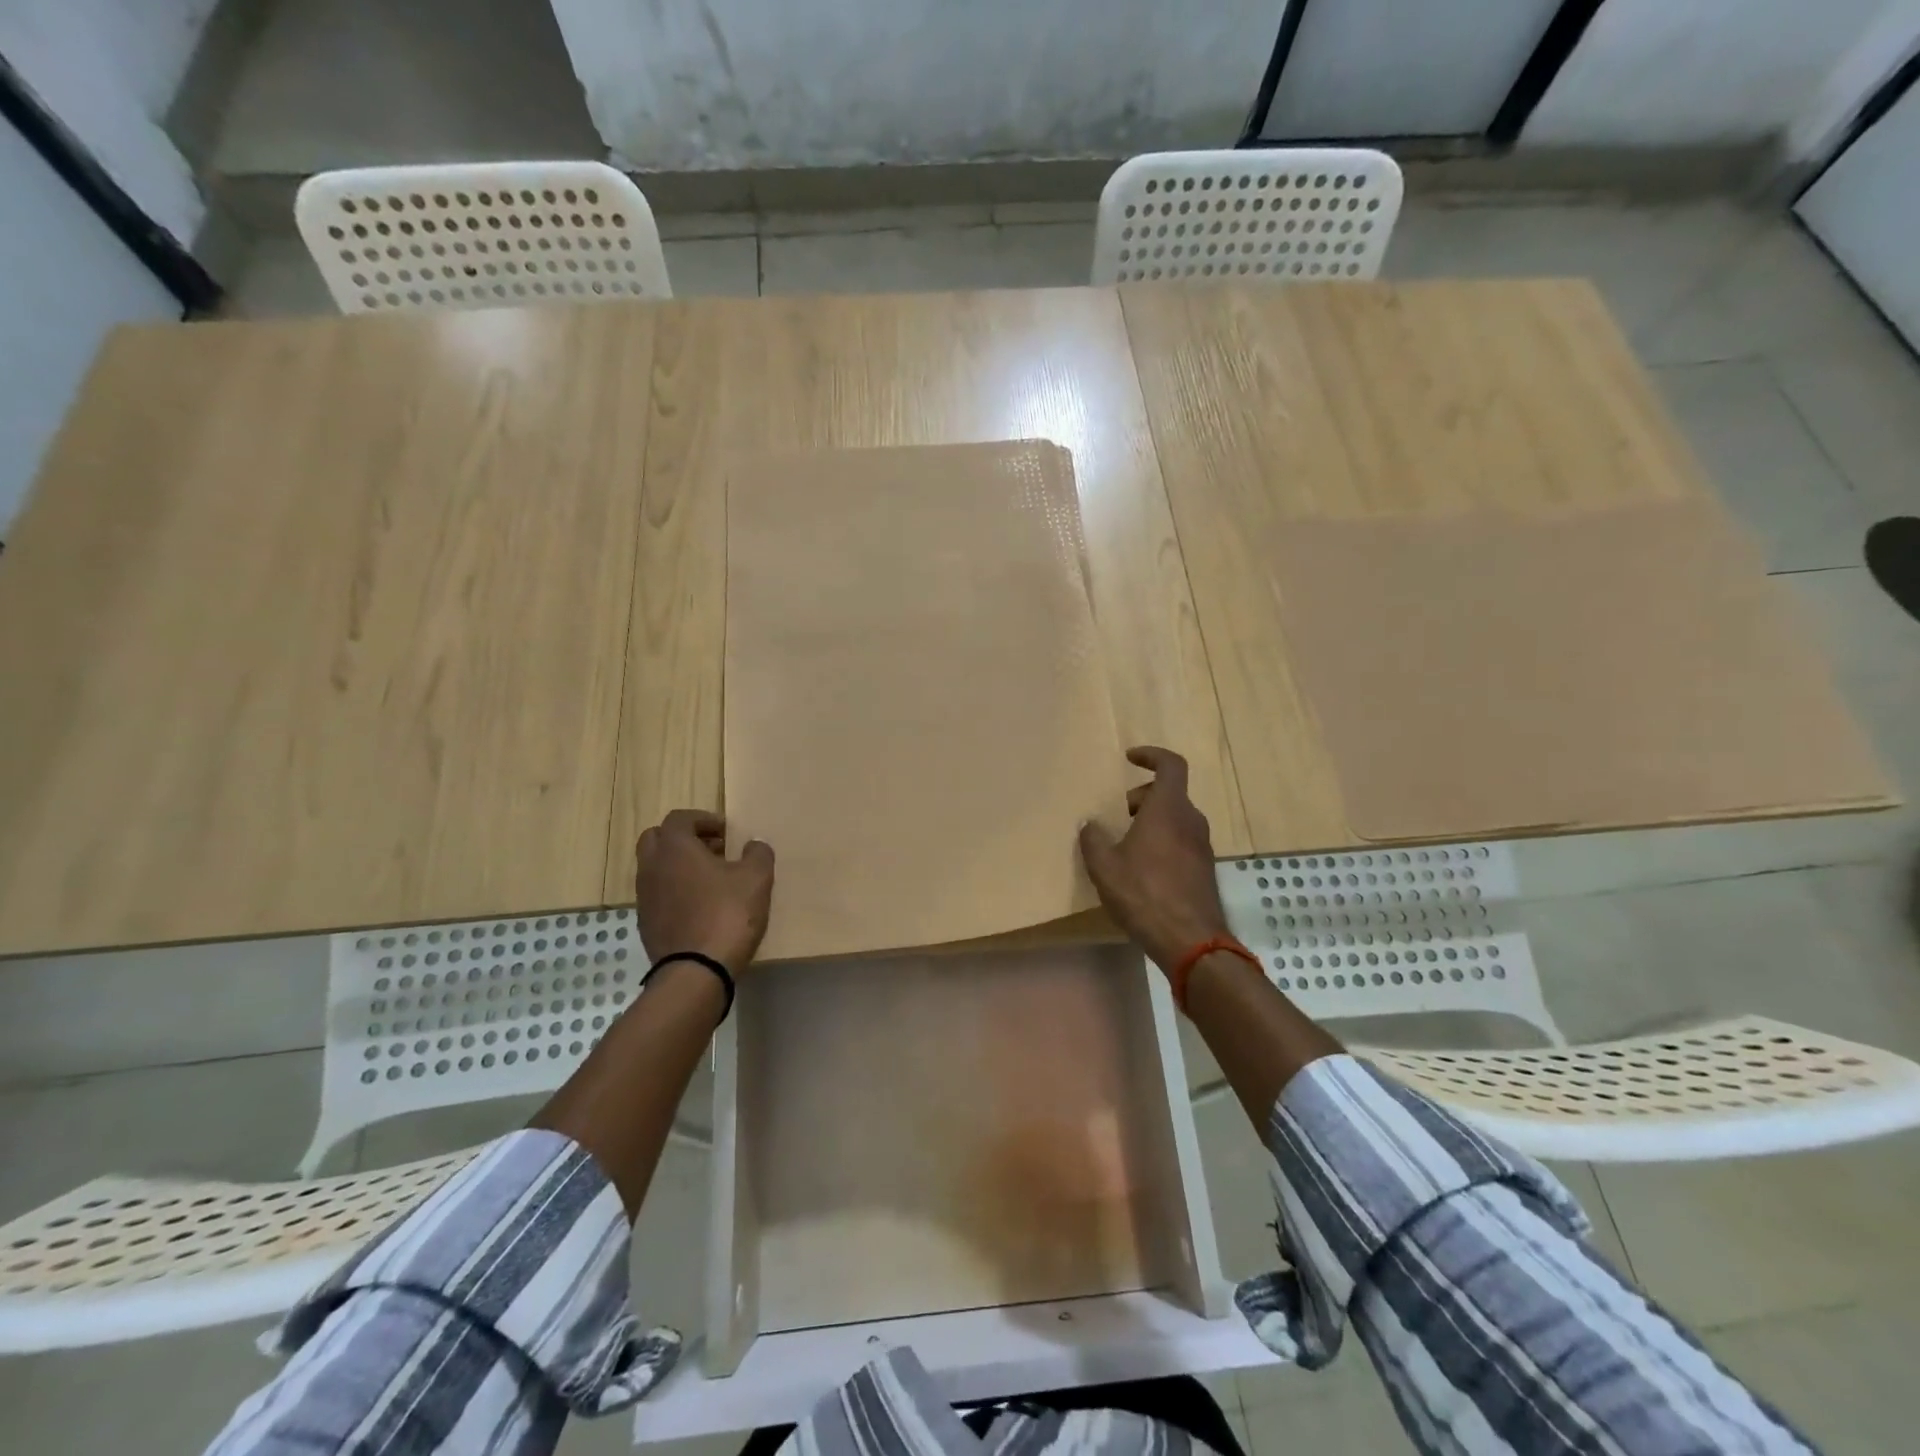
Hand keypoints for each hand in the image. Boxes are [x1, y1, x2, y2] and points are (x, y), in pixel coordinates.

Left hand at [634, 810, 773, 973]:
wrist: (696, 971)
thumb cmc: (727, 914)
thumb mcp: (757, 878)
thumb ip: (758, 853)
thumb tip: (754, 845)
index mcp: (675, 848)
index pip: (680, 818)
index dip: (704, 819)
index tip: (726, 831)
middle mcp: (652, 867)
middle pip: (657, 838)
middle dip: (683, 838)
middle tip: (712, 849)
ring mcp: (644, 897)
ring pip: (655, 867)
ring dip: (678, 865)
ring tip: (710, 879)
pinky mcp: (646, 923)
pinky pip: (658, 894)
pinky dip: (675, 890)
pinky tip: (700, 906)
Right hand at [1078, 746, 1231, 972]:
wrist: (1190, 940)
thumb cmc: (1144, 894)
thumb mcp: (1105, 866)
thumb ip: (1093, 839)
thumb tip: (1089, 824)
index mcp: (1168, 809)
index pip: (1171, 765)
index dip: (1152, 756)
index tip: (1130, 758)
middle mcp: (1191, 821)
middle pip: (1170, 793)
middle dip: (1143, 796)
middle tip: (1120, 814)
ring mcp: (1202, 846)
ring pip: (1176, 819)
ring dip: (1153, 821)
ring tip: (1127, 844)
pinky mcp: (1205, 869)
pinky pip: (1182, 841)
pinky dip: (1163, 842)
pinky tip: (1143, 870)